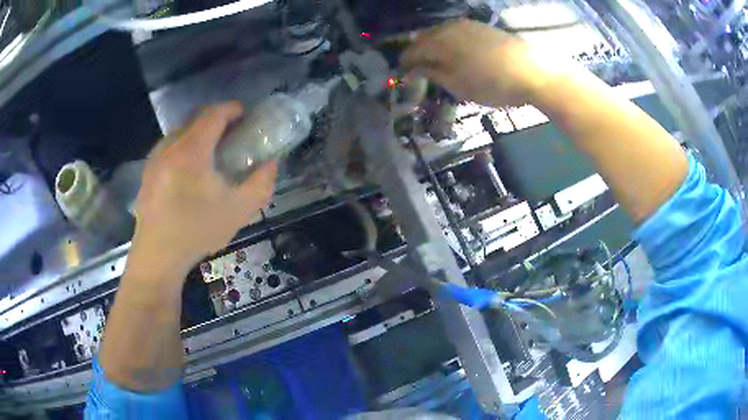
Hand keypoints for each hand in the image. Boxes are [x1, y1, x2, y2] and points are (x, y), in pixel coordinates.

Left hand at [130, 102, 277, 277]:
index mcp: (191, 151)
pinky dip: (182, 146)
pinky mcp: (147, 173)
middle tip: (231, 132)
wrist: (158, 257)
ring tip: (209, 149)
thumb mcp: (237, 212)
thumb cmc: (196, 232)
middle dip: (215, 119)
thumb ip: (260, 185)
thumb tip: (271, 164)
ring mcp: (155, 159)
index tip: (244, 113)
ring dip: (197, 132)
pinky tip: (187, 169)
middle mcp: (170, 147)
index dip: (231, 109)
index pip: (213, 115)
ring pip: (179, 132)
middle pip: (194, 119)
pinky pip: (167, 147)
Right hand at [402, 20, 563, 107]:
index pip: (413, 51)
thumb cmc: (492, 83)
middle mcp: (449, 28)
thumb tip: (414, 69)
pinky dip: (450, 41)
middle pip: (425, 38)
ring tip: (436, 62)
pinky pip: (456, 31)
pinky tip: (456, 52)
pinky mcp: (482, 27)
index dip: (406, 63)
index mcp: (439, 42)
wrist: (532, 72)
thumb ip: (433, 74)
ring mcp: (467, 25)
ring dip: (434, 46)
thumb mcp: (458, 85)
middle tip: (418, 69)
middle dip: (418, 53)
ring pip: (441, 33)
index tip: (404, 75)